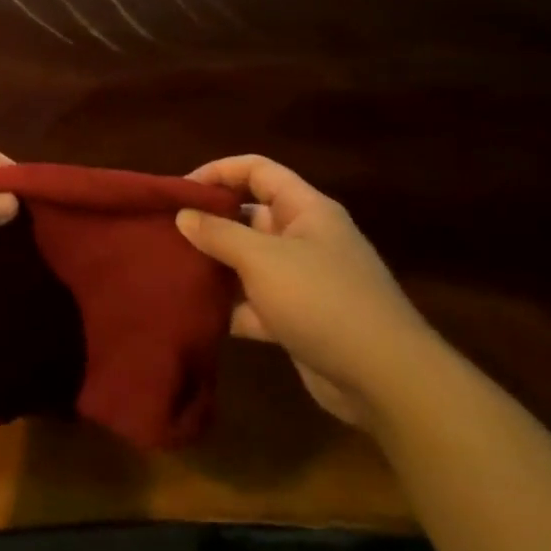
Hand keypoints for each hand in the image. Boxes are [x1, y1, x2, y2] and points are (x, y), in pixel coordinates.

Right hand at [177, 156, 438, 429]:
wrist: (385, 380)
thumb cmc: (322, 300)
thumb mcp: (263, 259)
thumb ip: (219, 234)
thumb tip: (183, 215)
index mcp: (306, 210)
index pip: (258, 171)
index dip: (218, 172)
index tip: (180, 191)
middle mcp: (305, 238)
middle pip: (249, 215)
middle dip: (209, 222)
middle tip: (166, 231)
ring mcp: (302, 280)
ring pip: (248, 261)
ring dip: (214, 265)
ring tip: (170, 268)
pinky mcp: (297, 318)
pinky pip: (253, 302)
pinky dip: (228, 306)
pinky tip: (194, 311)